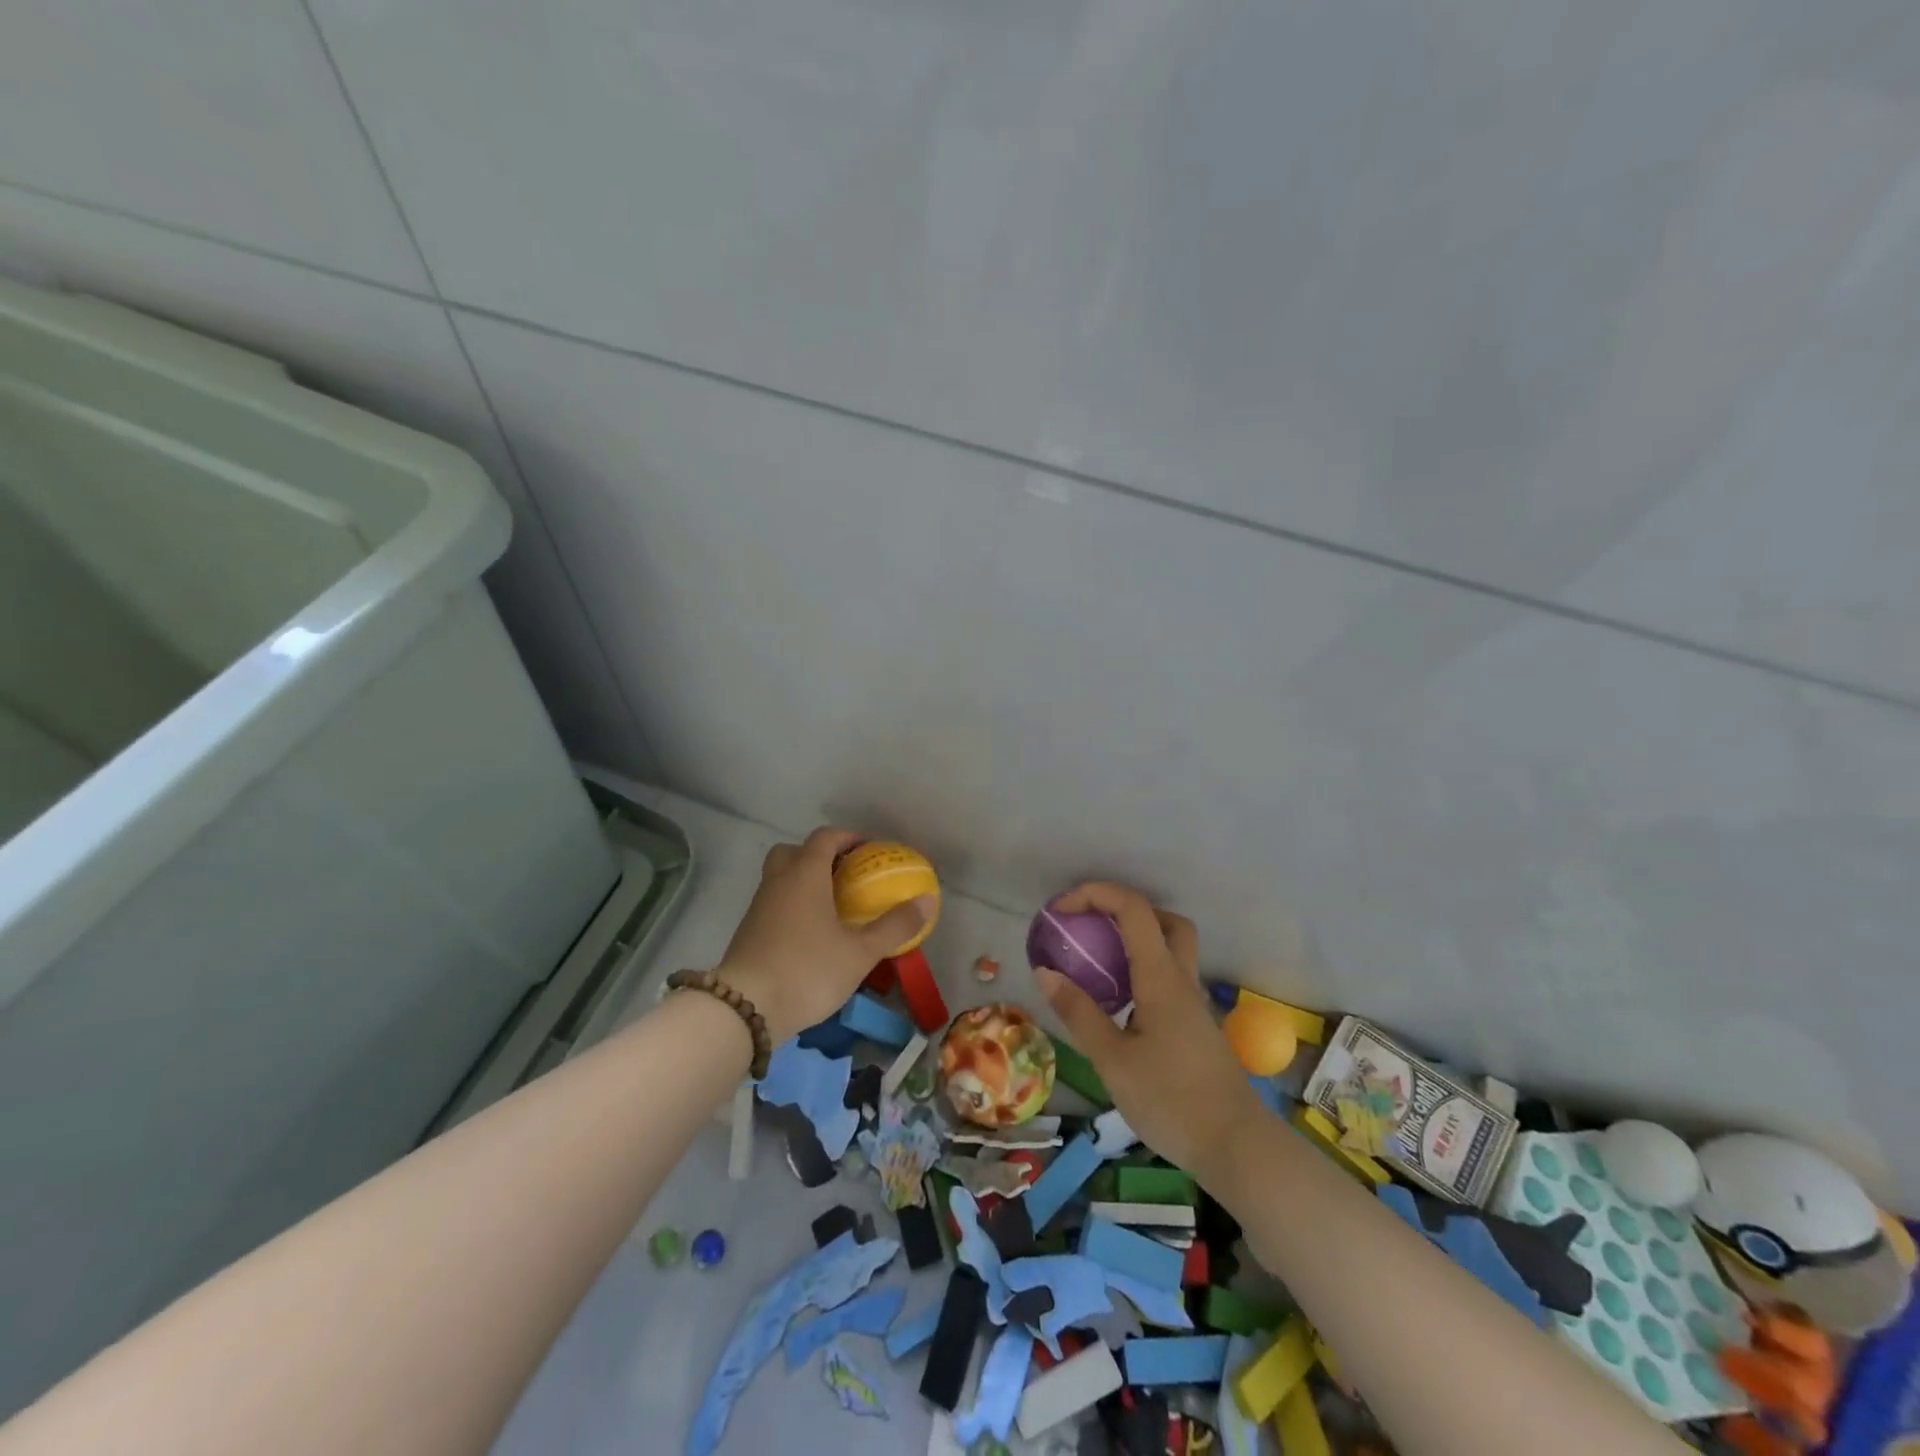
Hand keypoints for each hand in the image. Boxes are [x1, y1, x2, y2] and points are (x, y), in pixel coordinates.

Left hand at [716, 827, 934, 1044]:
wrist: (745, 1009)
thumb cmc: (808, 969)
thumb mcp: (860, 952)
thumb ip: (895, 925)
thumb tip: (927, 900)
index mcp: (805, 874)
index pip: (826, 837)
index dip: (849, 838)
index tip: (871, 850)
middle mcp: (778, 881)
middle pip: (794, 851)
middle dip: (820, 856)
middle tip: (846, 876)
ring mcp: (758, 906)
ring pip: (780, 878)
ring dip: (804, 882)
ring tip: (832, 907)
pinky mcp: (748, 932)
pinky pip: (773, 903)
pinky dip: (792, 906)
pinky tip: (810, 934)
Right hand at [1036, 882, 1263, 1183]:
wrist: (1235, 1147)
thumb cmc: (1171, 1101)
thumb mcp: (1112, 1060)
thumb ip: (1079, 1013)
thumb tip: (1046, 972)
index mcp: (1160, 977)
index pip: (1133, 909)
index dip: (1095, 894)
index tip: (1061, 911)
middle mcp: (1181, 979)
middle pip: (1163, 919)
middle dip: (1122, 910)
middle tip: (1088, 927)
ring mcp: (1192, 1002)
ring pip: (1169, 947)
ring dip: (1133, 939)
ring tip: (1095, 962)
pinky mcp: (1194, 1024)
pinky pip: (1167, 976)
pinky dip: (1140, 970)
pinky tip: (1117, 1002)